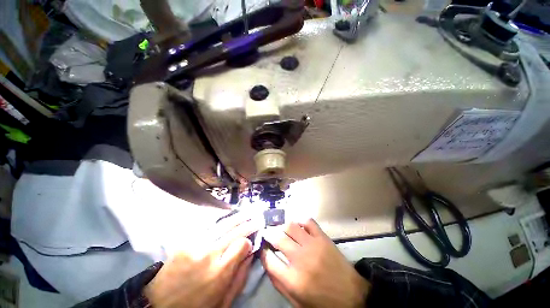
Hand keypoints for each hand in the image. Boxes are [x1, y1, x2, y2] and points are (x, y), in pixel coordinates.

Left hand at [144, 214, 259, 307]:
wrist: (158, 304)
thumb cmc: (195, 307)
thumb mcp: (223, 302)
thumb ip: (240, 277)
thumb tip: (251, 254)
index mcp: (220, 272)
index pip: (242, 244)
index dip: (249, 241)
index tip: (251, 241)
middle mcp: (210, 253)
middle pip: (235, 231)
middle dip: (248, 223)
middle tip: (257, 217)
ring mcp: (196, 244)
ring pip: (223, 224)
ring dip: (237, 217)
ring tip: (246, 212)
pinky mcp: (186, 240)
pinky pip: (209, 226)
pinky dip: (222, 220)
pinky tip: (228, 217)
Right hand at [261, 219, 370, 307]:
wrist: (352, 296)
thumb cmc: (322, 302)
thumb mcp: (297, 301)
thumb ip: (279, 283)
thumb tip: (267, 262)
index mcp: (293, 279)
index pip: (269, 259)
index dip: (263, 251)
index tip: (263, 248)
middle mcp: (301, 258)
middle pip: (278, 238)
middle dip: (269, 234)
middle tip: (268, 233)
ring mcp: (313, 245)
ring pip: (291, 226)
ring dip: (283, 226)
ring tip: (281, 229)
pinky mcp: (323, 238)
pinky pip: (308, 222)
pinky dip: (301, 221)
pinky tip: (298, 226)